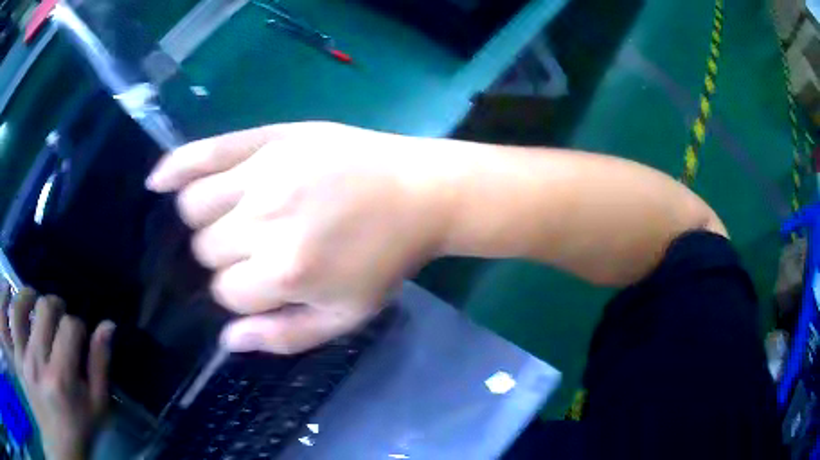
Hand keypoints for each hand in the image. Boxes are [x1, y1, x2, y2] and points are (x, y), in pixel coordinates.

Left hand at [0, 284, 114, 459]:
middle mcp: (38, 362)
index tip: (81, 342)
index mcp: (62, 380)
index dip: (79, 328)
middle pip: (46, 308)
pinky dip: (17, 304)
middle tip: (61, 321)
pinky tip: (23, 307)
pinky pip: (12, 317)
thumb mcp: (96, 410)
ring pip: (23, 304)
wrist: (59, 447)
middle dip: (57, 307)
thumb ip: (100, 367)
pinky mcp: (17, 354)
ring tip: (39, 306)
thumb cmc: (78, 433)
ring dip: (33, 298)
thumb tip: (108, 325)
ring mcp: (23, 356)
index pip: (71, 327)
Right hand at [146, 122, 451, 353]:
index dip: (241, 293)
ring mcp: (262, 173)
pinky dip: (174, 168)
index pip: (225, 293)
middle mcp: (263, 221)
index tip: (264, 282)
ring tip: (230, 218)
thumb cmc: (384, 259)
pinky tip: (157, 181)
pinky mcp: (268, 139)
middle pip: (205, 249)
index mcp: (284, 273)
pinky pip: (203, 152)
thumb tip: (228, 340)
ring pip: (194, 206)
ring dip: (204, 221)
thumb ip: (284, 337)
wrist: (417, 191)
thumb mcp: (345, 316)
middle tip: (256, 248)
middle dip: (225, 258)